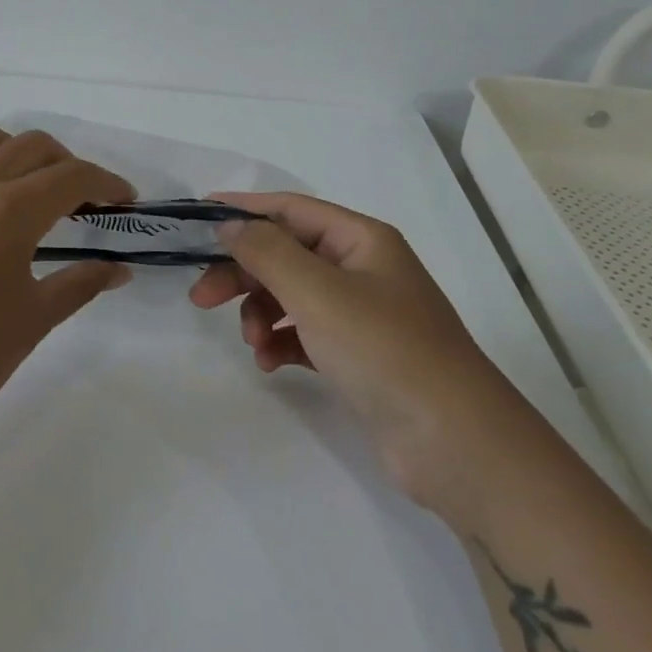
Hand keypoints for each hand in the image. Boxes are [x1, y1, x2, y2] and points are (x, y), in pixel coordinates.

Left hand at [0, 121, 135, 445]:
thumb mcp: (35, 319)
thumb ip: (81, 284)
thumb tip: (119, 269)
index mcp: (9, 210)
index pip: (71, 176)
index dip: (107, 183)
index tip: (125, 201)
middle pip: (29, 146)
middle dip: (66, 164)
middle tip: (84, 201)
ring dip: (5, 146)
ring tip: (21, 182)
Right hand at [188, 192, 535, 513]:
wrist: (455, 443)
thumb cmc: (384, 350)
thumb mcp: (318, 292)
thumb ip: (267, 252)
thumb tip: (229, 224)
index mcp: (361, 240)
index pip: (290, 209)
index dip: (243, 210)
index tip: (196, 219)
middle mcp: (362, 269)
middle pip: (286, 254)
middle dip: (244, 273)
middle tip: (201, 297)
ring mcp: (362, 314)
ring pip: (292, 296)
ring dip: (262, 313)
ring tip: (252, 343)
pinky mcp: (358, 356)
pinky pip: (305, 334)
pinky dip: (282, 342)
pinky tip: (271, 363)